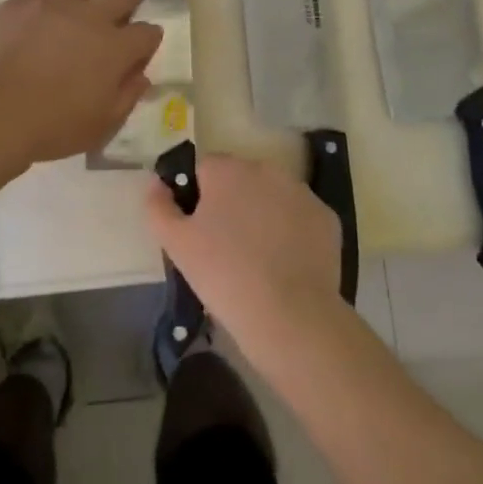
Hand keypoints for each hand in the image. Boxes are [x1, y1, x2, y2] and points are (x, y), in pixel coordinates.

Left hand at [0, 0, 162, 163]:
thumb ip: (127, 97)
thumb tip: (140, 76)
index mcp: (116, 49)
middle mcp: (91, 17)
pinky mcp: (22, 2)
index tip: (145, 43)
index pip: (147, 33)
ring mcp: (55, 4)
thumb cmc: (51, 126)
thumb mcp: (101, 125)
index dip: (150, 37)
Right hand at [144, 154, 341, 351]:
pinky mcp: (326, 216)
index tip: (199, 231)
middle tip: (225, 247)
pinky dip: (291, 232)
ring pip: (271, 196)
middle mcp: (266, 169)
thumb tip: (156, 183)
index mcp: (227, 169)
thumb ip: (157, 206)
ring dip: (262, 214)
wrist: (289, 314)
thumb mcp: (175, 244)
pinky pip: (299, 217)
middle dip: (231, 203)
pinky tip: (285, 263)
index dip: (197, 198)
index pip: (204, 170)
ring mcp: (301, 191)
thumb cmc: (223, 274)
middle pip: (240, 179)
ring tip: (257, 258)